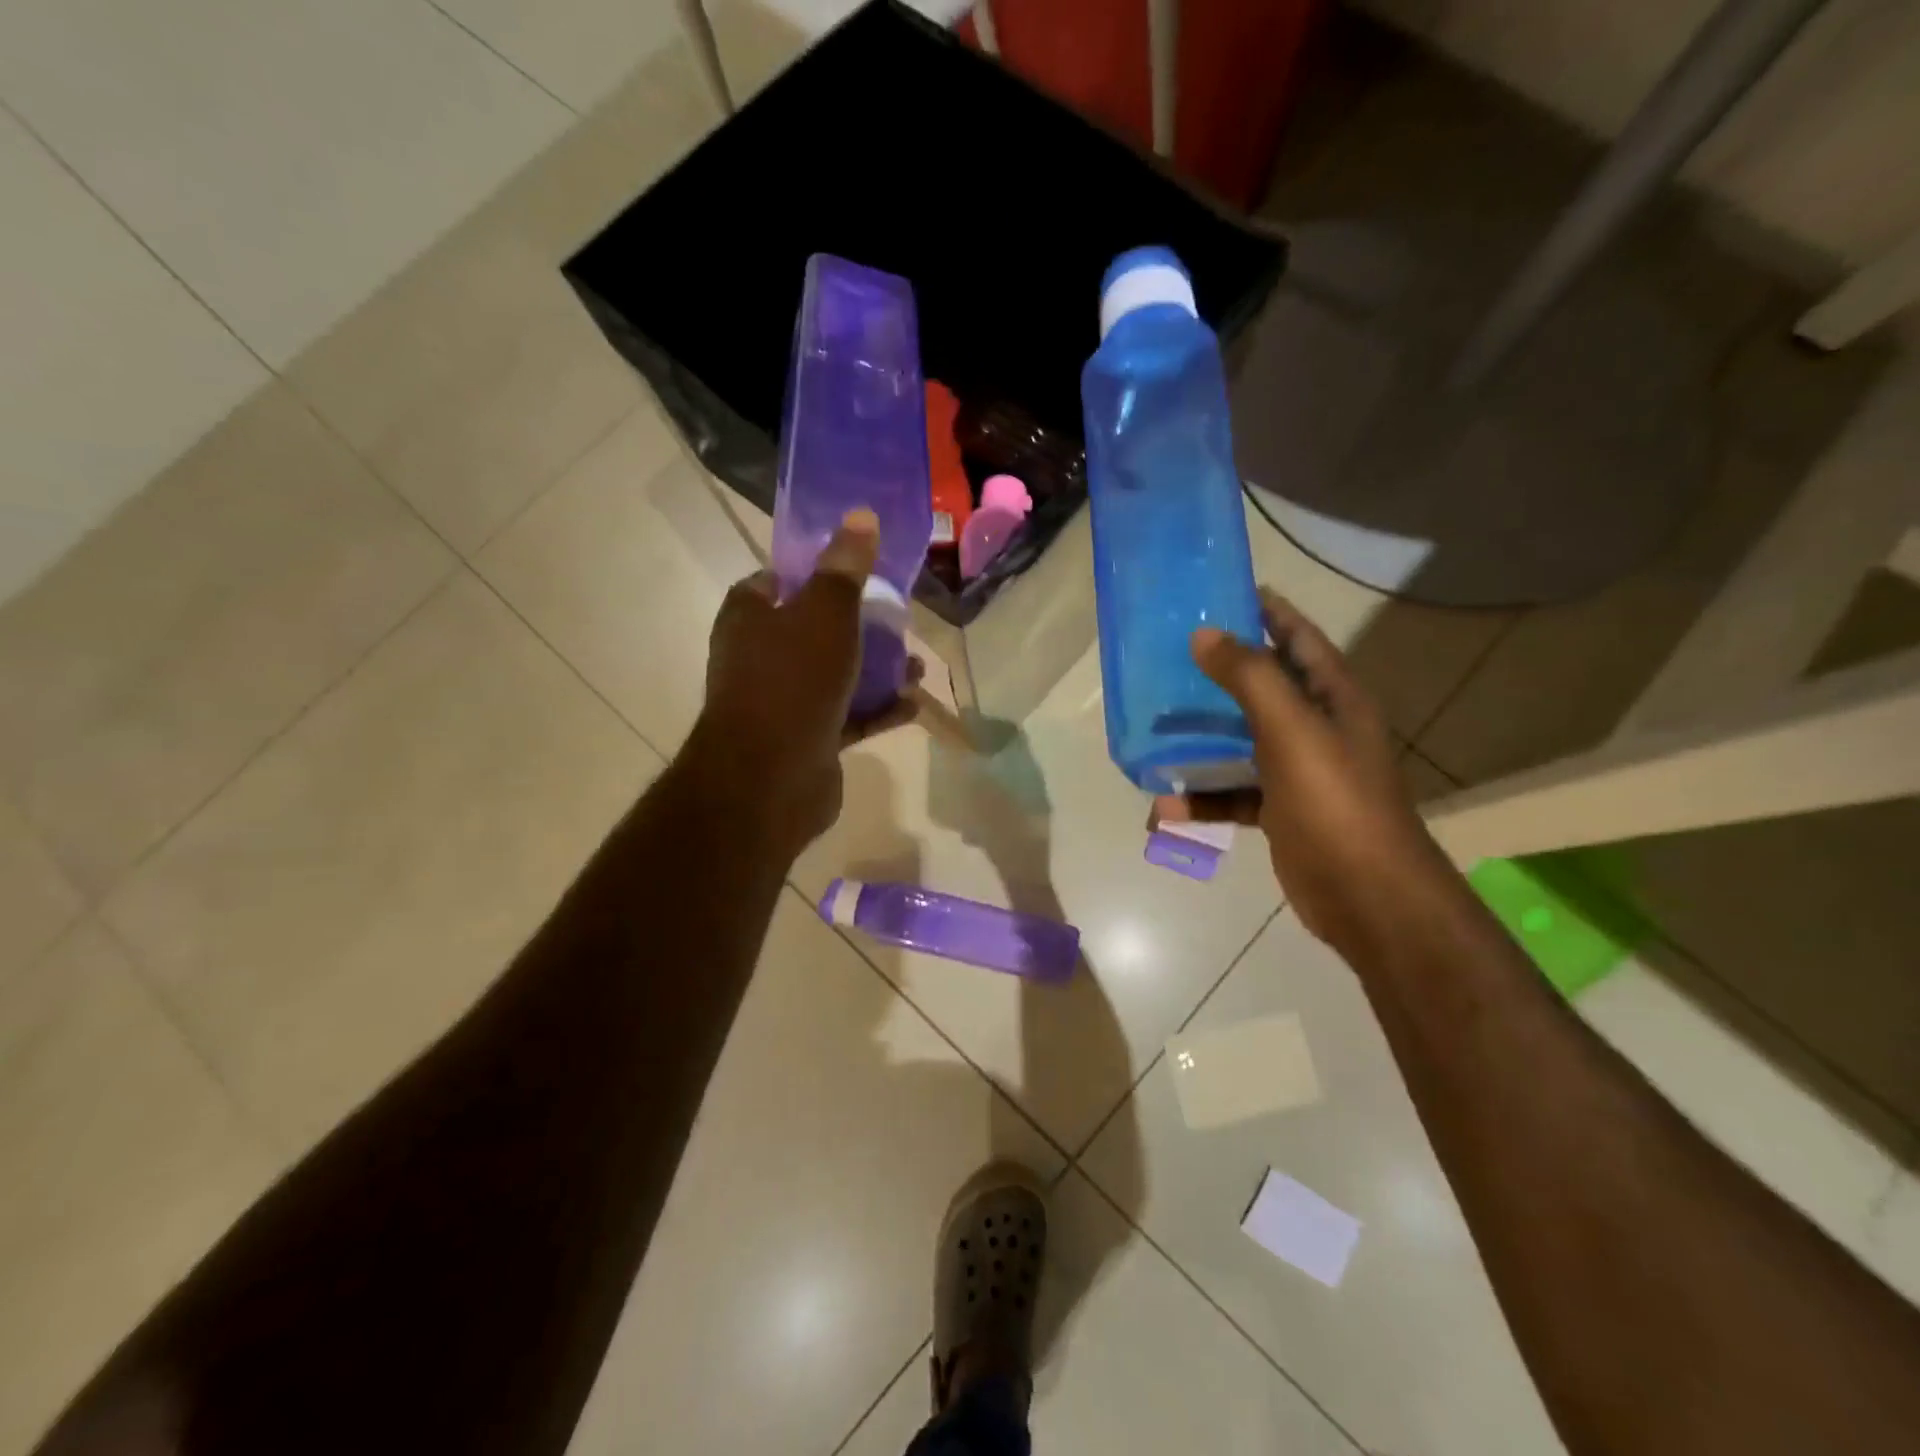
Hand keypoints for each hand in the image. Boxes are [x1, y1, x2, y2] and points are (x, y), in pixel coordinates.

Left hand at [690, 510, 920, 852]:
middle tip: (900, 625)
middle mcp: (759, 656)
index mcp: (750, 616)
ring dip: (877, 672)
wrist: (771, 778)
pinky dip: (877, 710)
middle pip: (816, 629)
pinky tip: (912, 706)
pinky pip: (846, 716)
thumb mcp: (826, 612)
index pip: (781, 581)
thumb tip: (860, 515)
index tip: (861, 575)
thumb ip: (844, 568)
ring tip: (917, 669)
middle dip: (862, 628)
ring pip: (836, 675)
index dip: (819, 574)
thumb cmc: (794, 680)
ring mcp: (783, 701)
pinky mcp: (806, 738)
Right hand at [1154, 589, 1449, 955]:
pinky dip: (1203, 798)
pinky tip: (1164, 809)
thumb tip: (1206, 634)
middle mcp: (1319, 728)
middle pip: (1265, 686)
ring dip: (1202, 738)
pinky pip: (1235, 793)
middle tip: (1170, 656)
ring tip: (1155, 728)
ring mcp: (1300, 772)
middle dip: (1220, 671)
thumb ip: (1250, 678)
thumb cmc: (1335, 803)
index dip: (1268, 611)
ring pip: (1242, 741)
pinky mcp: (1282, 811)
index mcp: (1334, 698)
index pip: (1300, 638)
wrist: (1368, 897)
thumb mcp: (1292, 731)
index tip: (1223, 592)